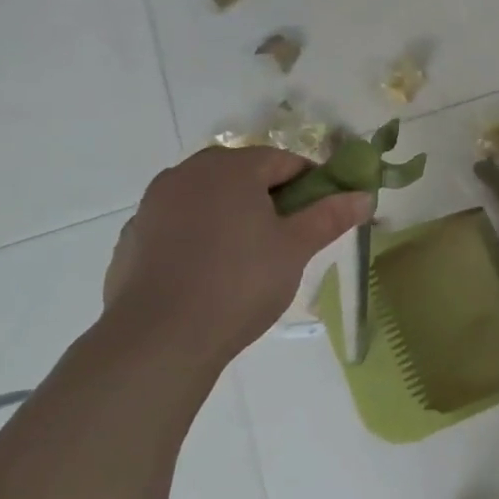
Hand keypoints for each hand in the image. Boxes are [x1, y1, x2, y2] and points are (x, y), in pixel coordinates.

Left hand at [103, 147, 370, 369]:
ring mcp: (154, 204)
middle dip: (270, 196)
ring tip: (250, 256)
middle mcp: (187, 174)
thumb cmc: (240, 283)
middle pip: (242, 173)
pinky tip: (211, 272)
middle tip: (289, 235)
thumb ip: (330, 216)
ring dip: (234, 213)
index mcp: (231, 168)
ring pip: (209, 197)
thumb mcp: (296, 248)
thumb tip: (364, 196)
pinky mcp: (134, 236)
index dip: (311, 183)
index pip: (284, 160)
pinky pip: (180, 223)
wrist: (158, 338)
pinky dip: (201, 234)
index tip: (323, 213)